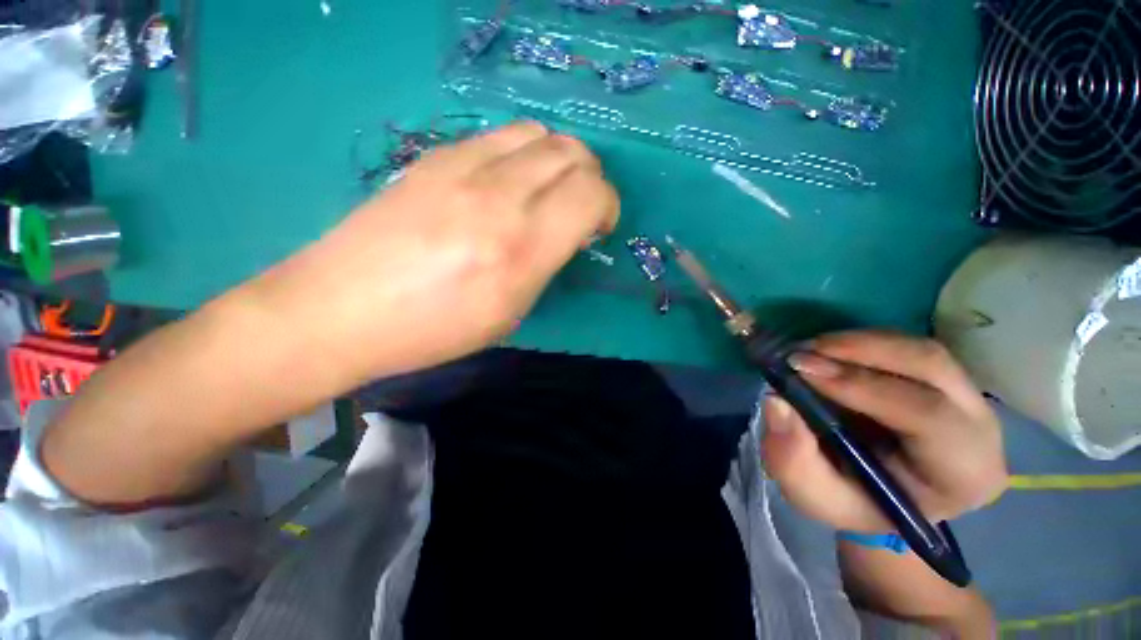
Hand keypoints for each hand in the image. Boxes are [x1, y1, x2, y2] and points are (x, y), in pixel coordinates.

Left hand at [246, 121, 618, 381]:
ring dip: (559, 160)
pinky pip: (501, 136)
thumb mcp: (509, 312)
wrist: (341, 309)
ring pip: (540, 134)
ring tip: (547, 190)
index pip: (591, 195)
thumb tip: (567, 231)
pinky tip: (509, 181)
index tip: (597, 227)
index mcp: (521, 250)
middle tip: (578, 207)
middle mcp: (498, 198)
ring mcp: (463, 168)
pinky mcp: (436, 156)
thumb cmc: (434, 329)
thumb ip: (546, 262)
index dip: (607, 206)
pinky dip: (523, 153)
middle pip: (573, 153)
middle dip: (590, 178)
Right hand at [760, 330, 1007, 531]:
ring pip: (921, 350)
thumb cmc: (854, 502)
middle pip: (932, 367)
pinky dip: (862, 342)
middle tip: (800, 351)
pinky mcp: (945, 379)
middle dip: (860, 351)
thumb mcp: (815, 496)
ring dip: (858, 342)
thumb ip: (793, 460)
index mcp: (962, 473)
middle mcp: (979, 428)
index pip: (929, 416)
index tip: (800, 370)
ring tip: (808, 349)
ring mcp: (968, 397)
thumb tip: (776, 402)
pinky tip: (827, 351)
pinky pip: (908, 347)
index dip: (862, 386)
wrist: (879, 495)